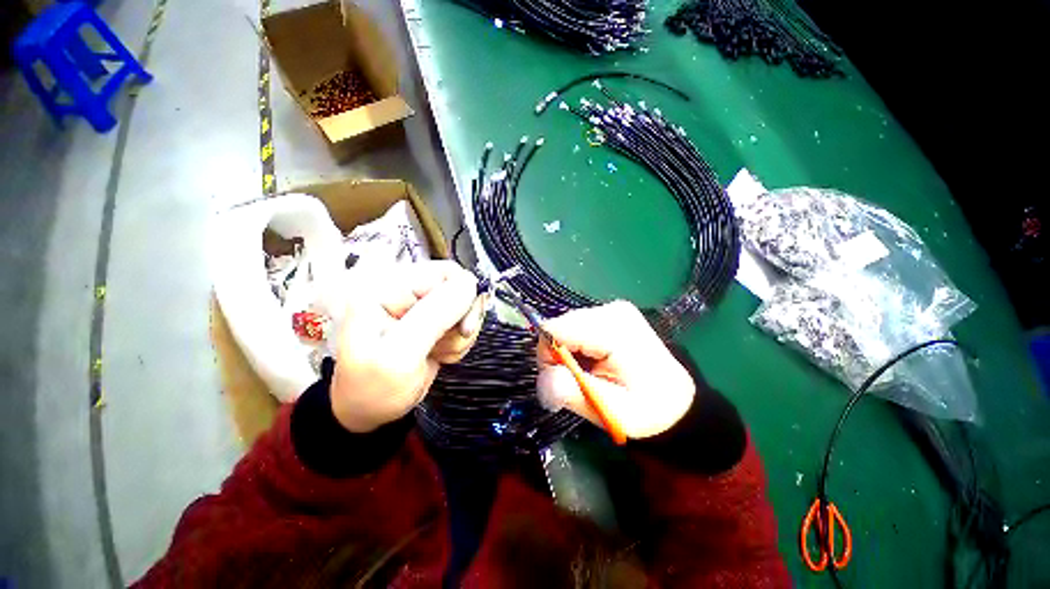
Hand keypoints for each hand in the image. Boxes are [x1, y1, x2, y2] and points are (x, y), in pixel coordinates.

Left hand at [331, 261, 483, 432]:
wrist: (368, 411)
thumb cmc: (371, 388)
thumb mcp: (400, 355)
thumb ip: (434, 316)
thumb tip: (469, 284)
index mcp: (388, 288)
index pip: (446, 272)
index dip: (464, 297)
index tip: (464, 328)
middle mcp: (405, 291)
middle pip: (460, 290)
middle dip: (462, 321)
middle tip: (446, 344)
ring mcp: (420, 307)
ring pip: (465, 309)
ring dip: (459, 336)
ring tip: (436, 353)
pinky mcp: (432, 322)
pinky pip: (461, 324)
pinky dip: (457, 342)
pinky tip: (438, 354)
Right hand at [536, 301, 694, 438]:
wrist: (675, 398)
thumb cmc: (647, 408)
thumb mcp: (611, 410)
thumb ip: (573, 392)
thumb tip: (543, 377)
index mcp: (613, 329)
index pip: (555, 329)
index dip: (548, 356)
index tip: (561, 381)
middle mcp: (611, 310)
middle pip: (559, 327)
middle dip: (558, 357)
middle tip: (577, 383)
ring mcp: (611, 309)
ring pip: (565, 328)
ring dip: (567, 354)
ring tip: (588, 375)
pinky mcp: (608, 314)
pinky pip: (576, 329)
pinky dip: (576, 348)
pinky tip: (593, 362)